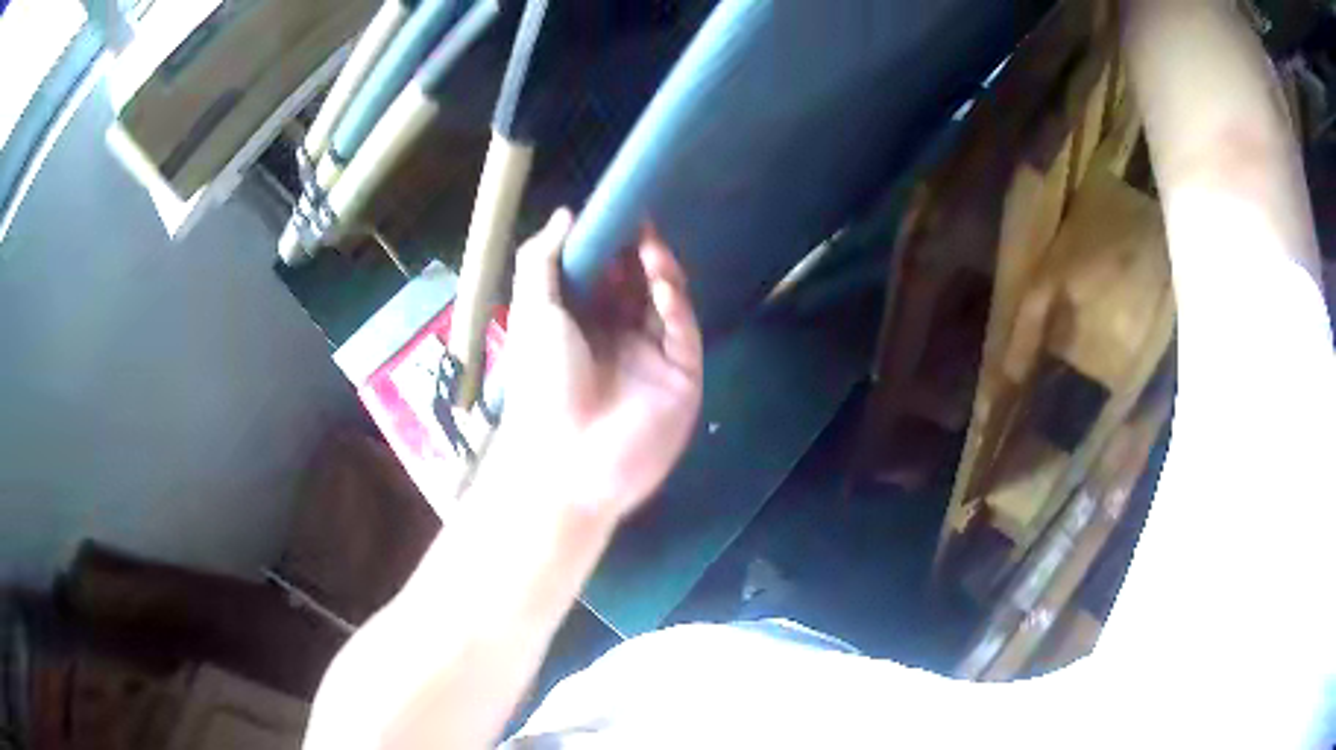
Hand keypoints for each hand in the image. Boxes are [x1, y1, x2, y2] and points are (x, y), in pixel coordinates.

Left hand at [489, 209, 702, 520]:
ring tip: (651, 249)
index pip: (603, 275)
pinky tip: (663, 285)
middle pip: (637, 284)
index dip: (611, 245)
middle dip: (638, 253)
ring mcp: (651, 357)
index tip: (621, 213)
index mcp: (579, 324)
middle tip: (642, 223)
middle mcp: (617, 336)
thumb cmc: (541, 380)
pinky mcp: (681, 376)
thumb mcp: (532, 311)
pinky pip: (683, 332)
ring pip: (665, 303)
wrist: (566, 458)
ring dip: (659, 273)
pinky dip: (676, 305)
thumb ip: (542, 259)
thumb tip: (565, 213)